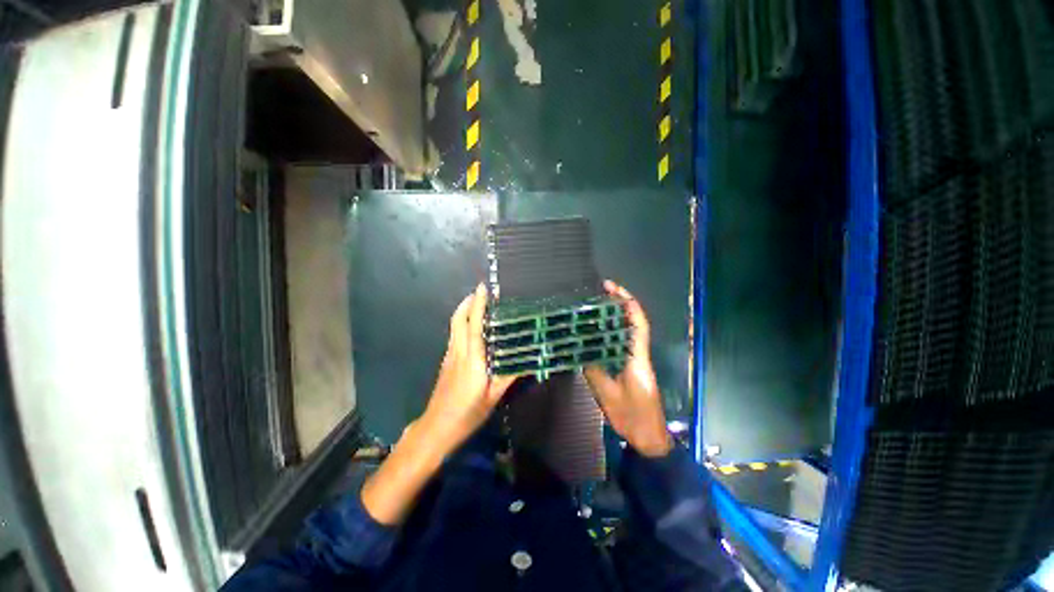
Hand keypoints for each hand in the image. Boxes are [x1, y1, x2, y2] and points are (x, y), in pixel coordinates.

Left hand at [419, 283, 516, 455]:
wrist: (436, 427)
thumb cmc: (467, 414)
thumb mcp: (493, 397)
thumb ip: (508, 377)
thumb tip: (526, 361)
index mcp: (473, 360)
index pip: (474, 326)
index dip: (478, 305)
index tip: (482, 288)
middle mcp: (459, 352)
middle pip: (458, 320)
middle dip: (468, 302)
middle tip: (481, 292)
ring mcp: (450, 356)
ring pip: (454, 326)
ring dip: (464, 311)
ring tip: (478, 304)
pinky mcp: (446, 361)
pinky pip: (454, 334)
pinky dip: (461, 323)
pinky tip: (471, 327)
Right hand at [584, 280, 671, 456]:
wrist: (647, 436)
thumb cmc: (632, 416)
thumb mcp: (608, 394)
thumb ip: (595, 371)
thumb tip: (581, 352)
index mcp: (638, 358)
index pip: (637, 323)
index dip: (627, 303)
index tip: (612, 288)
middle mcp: (639, 354)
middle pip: (632, 322)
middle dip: (619, 304)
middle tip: (600, 292)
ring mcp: (635, 360)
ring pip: (627, 332)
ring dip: (615, 316)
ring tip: (595, 306)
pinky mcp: (630, 368)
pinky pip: (620, 344)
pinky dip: (610, 333)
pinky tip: (595, 332)